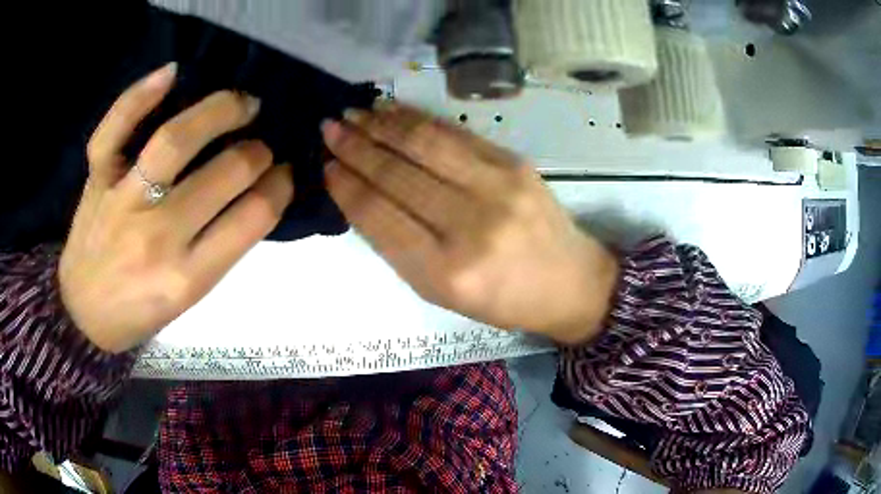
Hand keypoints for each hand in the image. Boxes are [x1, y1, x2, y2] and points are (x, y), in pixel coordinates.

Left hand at [59, 64, 293, 352]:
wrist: (83, 314)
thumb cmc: (138, 312)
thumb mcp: (188, 299)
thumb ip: (220, 248)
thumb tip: (254, 195)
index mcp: (187, 277)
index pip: (252, 218)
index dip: (280, 188)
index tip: (285, 175)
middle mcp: (157, 236)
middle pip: (225, 173)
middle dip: (258, 152)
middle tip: (262, 146)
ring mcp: (122, 201)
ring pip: (175, 140)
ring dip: (221, 111)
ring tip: (242, 104)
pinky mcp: (97, 179)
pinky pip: (115, 129)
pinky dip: (141, 95)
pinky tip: (172, 73)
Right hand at [322, 103, 618, 344]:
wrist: (570, 282)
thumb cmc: (502, 299)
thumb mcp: (441, 292)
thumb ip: (399, 247)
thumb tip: (360, 194)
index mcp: (446, 273)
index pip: (379, 216)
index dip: (347, 186)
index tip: (325, 166)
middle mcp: (470, 227)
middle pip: (397, 175)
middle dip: (355, 147)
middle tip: (329, 128)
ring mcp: (497, 188)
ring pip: (424, 145)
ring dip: (381, 125)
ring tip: (352, 113)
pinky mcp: (514, 163)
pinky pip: (455, 134)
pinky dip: (417, 120)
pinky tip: (392, 112)